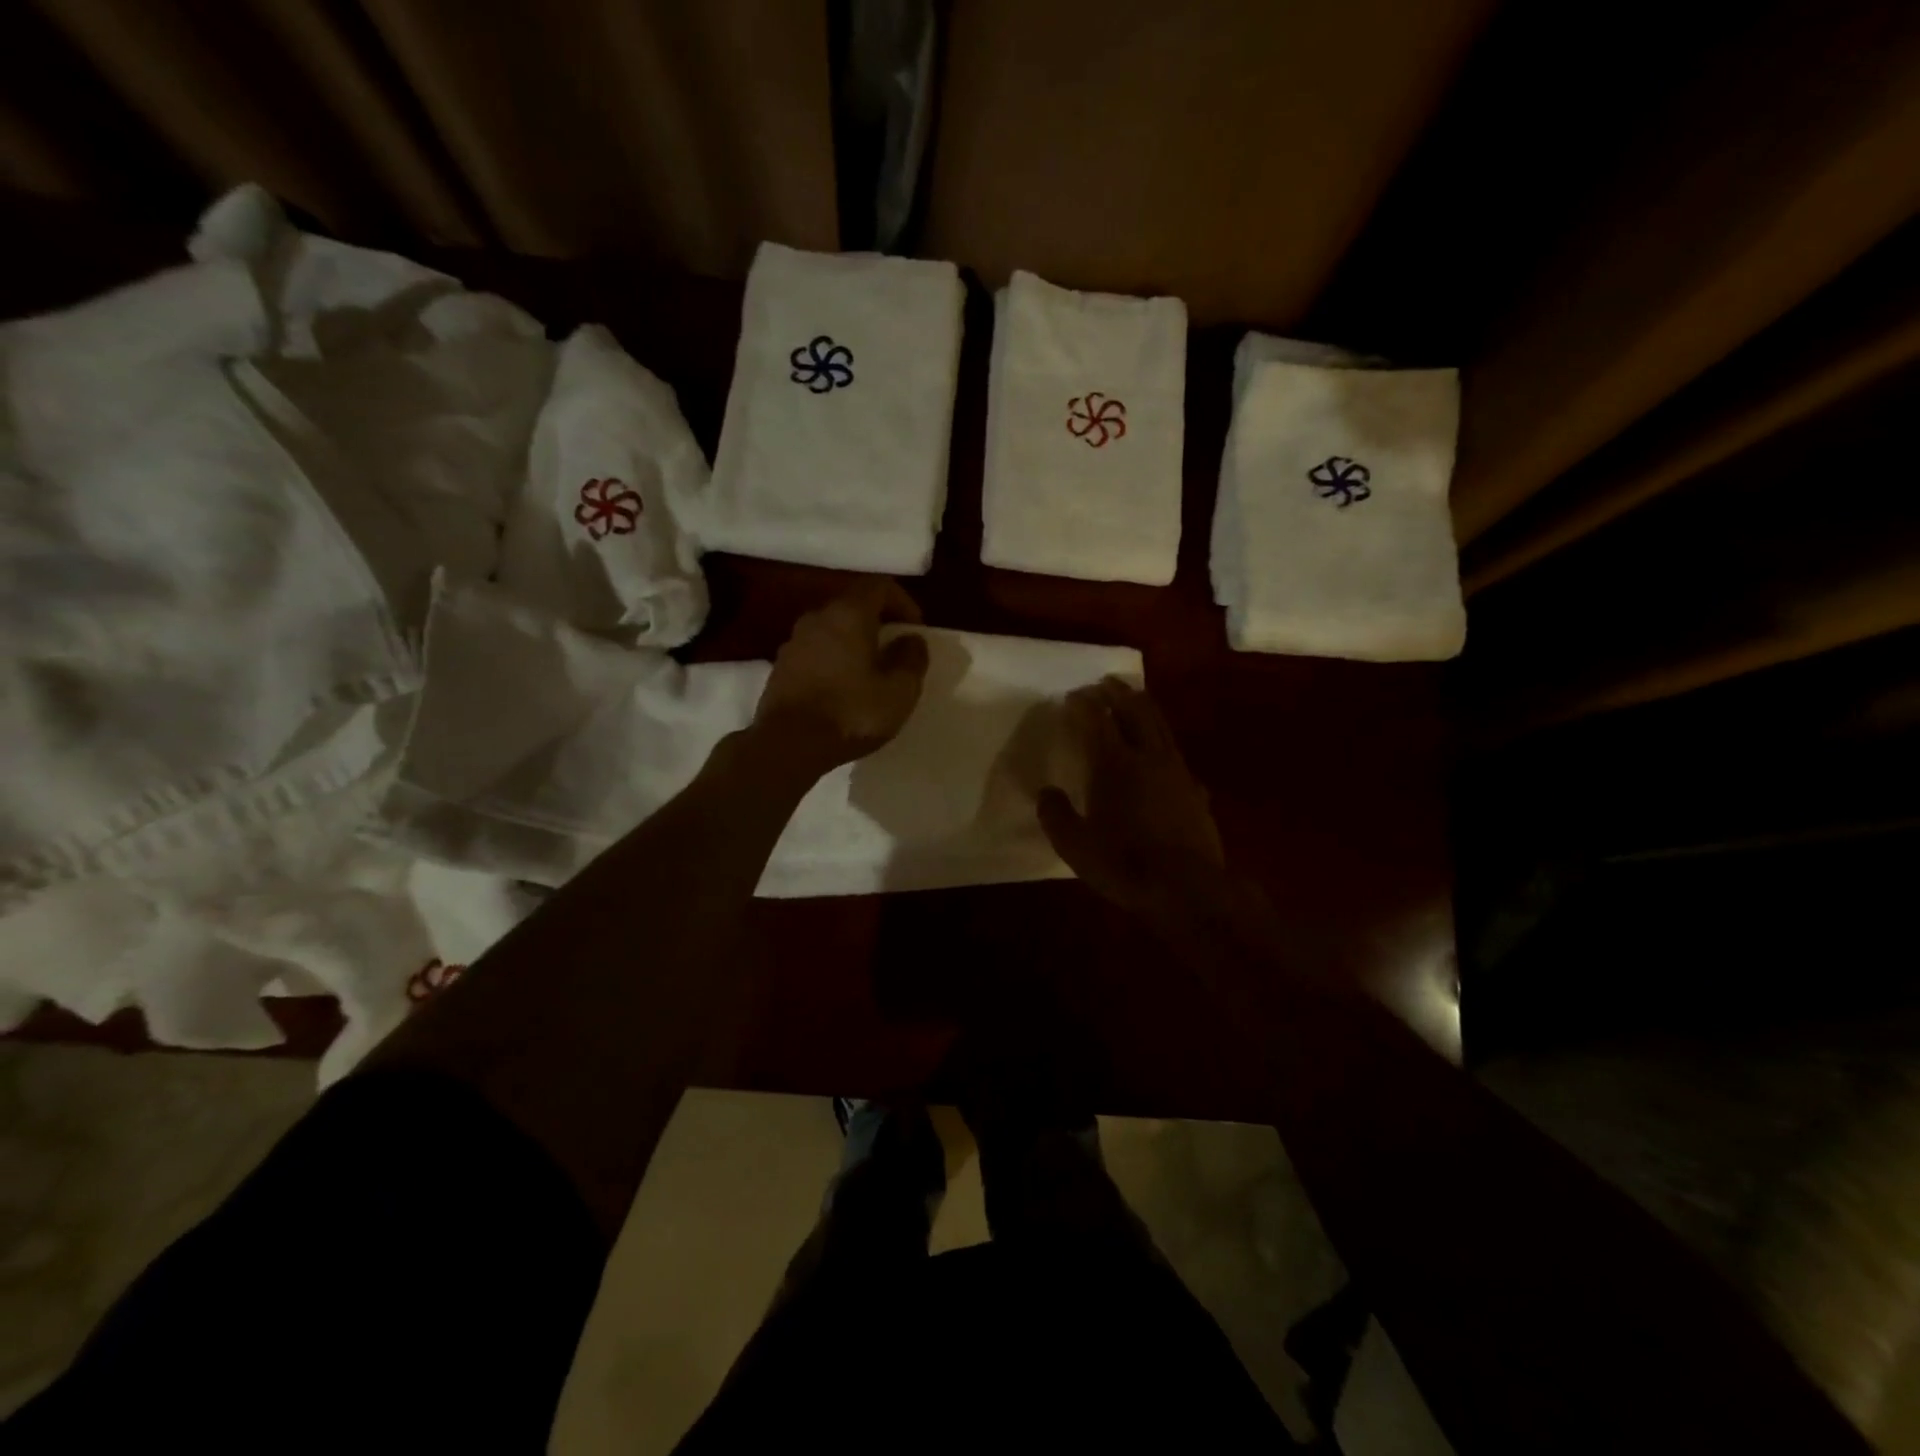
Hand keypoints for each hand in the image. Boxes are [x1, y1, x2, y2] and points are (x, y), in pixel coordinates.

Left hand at [752, 579, 929, 775]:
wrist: (787, 746)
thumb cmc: (851, 713)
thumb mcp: (899, 691)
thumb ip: (912, 659)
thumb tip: (912, 640)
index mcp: (848, 614)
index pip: (879, 586)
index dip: (904, 602)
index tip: (916, 630)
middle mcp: (817, 618)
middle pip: (853, 606)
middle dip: (879, 623)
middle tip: (896, 651)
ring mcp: (794, 642)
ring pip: (832, 631)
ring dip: (854, 644)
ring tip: (871, 673)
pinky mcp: (780, 668)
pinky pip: (816, 653)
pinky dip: (834, 661)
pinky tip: (843, 690)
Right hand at [1038, 678, 1224, 916]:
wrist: (1189, 889)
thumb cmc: (1126, 864)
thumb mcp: (1076, 846)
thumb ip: (1057, 815)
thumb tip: (1046, 793)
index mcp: (1114, 764)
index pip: (1097, 721)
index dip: (1084, 705)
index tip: (1073, 696)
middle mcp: (1148, 757)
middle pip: (1135, 711)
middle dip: (1118, 693)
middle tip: (1105, 683)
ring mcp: (1177, 771)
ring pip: (1161, 726)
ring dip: (1145, 708)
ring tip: (1134, 699)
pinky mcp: (1196, 790)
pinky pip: (1177, 754)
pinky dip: (1164, 743)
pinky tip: (1163, 754)